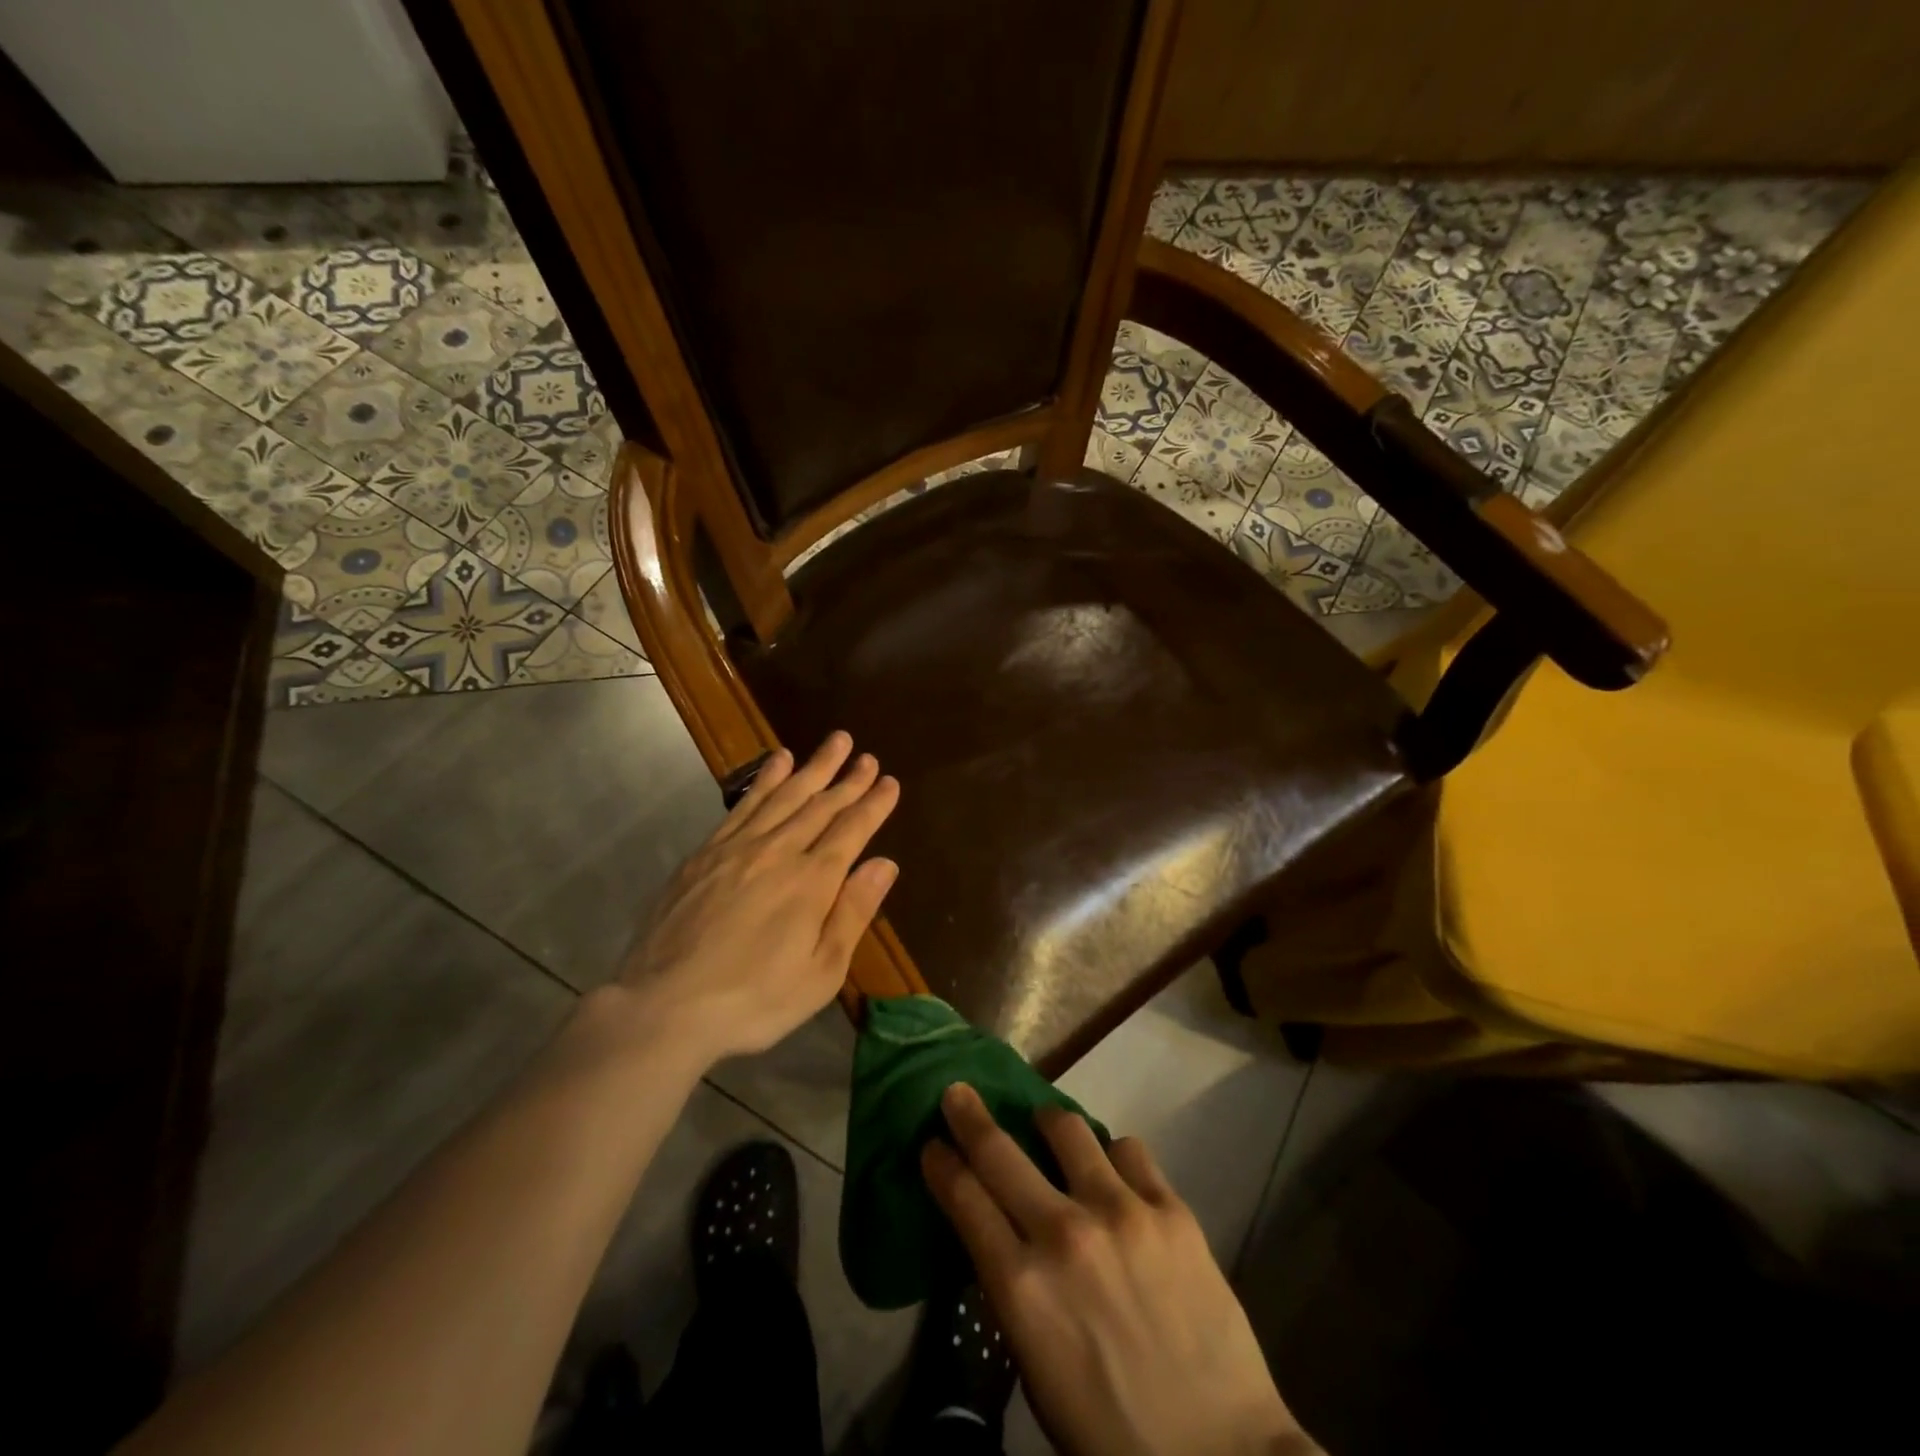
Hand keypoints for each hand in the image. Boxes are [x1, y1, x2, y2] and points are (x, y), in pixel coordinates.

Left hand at [615, 732, 898, 1064]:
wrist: (663, 1006)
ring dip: (812, 767)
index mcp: (812, 882)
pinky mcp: (705, 852)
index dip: (873, 804)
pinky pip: (743, 804)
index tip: (889, 781)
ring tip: (833, 742)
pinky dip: (765, 779)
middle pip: (821, 805)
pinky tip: (777, 761)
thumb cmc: (753, 1000)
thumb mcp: (820, 973)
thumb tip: (885, 863)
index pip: (851, 830)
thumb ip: (853, 913)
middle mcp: (779, 852)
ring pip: (784, 795)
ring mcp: (738, 847)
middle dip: (848, 778)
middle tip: (866, 754)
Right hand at [923, 1084, 1318, 1455]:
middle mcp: (1064, 1234)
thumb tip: (1005, 1235)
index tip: (932, 1143)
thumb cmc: (1109, 1431)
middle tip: (959, 1094)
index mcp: (1022, 1288)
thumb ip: (1015, 1292)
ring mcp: (1121, 1213)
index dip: (941, 1163)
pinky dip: (1113, 1157)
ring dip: (1048, 1124)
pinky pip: (1129, 1150)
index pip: (964, 1199)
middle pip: (998, 1151)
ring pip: (1067, 1128)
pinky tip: (1117, 1177)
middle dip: (969, 1116)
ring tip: (1049, 1128)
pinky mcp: (1171, 1208)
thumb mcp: (1035, 1369)